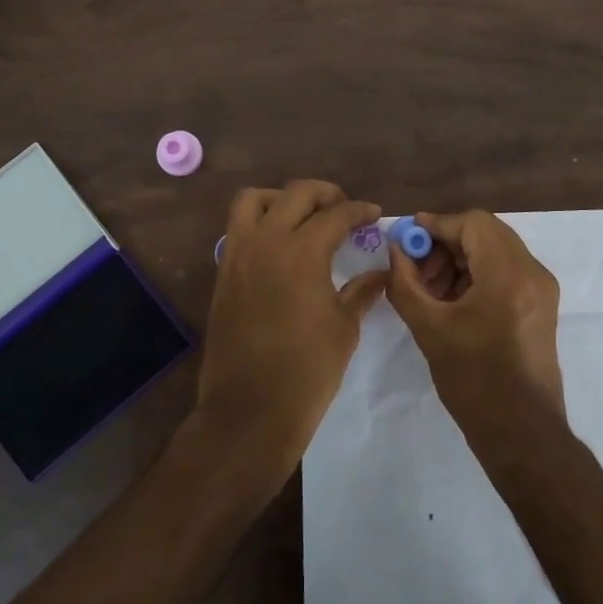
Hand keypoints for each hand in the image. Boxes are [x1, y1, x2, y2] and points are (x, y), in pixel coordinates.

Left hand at [193, 181, 387, 479]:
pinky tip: (279, 246)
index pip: (337, 215)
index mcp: (303, 252)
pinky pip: (238, 228)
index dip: (360, 211)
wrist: (249, 410)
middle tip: (344, 209)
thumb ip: (361, 291)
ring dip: (282, 198)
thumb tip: (380, 273)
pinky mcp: (223, 272)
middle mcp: (267, 241)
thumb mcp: (344, 328)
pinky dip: (259, 222)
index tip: (374, 215)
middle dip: (325, 194)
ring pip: (254, 200)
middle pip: (296, 193)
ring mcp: (238, 254)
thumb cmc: (307, 371)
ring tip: (302, 216)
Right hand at [384, 210, 564, 429]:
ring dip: (461, 258)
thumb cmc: (474, 381)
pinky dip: (478, 274)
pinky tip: (452, 300)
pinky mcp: (541, 305)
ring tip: (431, 288)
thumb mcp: (429, 329)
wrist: (522, 433)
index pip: (472, 223)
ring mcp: (541, 289)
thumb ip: (405, 283)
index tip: (407, 238)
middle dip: (447, 242)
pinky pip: (506, 271)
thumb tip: (395, 250)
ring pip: (496, 250)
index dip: (437, 225)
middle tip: (417, 267)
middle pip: (486, 233)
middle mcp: (532, 272)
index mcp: (508, 274)